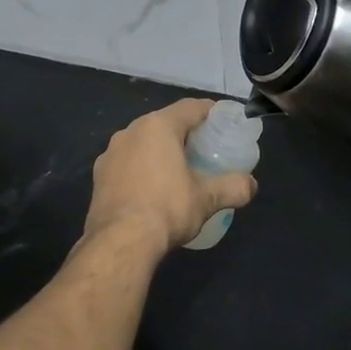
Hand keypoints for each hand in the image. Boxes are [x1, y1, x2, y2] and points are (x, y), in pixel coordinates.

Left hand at [84, 99, 257, 252]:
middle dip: (185, 133)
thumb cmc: (167, 209)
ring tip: (178, 170)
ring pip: (142, 143)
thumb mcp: (207, 199)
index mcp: (158, 126)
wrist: (120, 242)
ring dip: (160, 151)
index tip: (225, 122)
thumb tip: (251, 185)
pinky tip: (151, 189)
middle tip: (205, 149)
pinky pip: (127, 162)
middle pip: (165, 123)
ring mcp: (110, 153)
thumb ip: (233, 187)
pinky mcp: (99, 175)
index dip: (211, 112)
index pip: (190, 107)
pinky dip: (142, 168)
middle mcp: (130, 131)